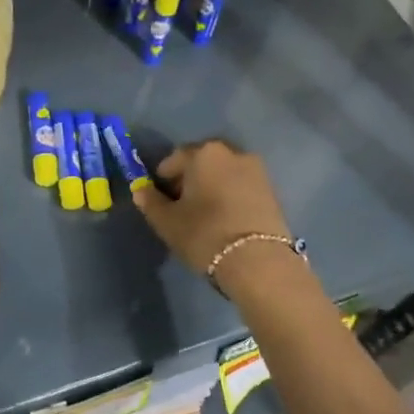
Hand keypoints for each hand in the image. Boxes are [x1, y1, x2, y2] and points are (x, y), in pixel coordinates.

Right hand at [133, 139, 295, 291]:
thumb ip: (150, 201)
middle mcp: (232, 152)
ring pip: (223, 173)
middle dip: (189, 179)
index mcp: (203, 153)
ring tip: (204, 214)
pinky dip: (230, 195)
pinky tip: (225, 219)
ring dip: (211, 186)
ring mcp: (256, 170)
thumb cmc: (204, 234)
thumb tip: (140, 190)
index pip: (174, 159)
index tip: (160, 199)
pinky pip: (241, 186)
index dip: (163, 179)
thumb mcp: (167, 221)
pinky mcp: (272, 190)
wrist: (258, 261)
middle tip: (182, 206)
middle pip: (202, 162)